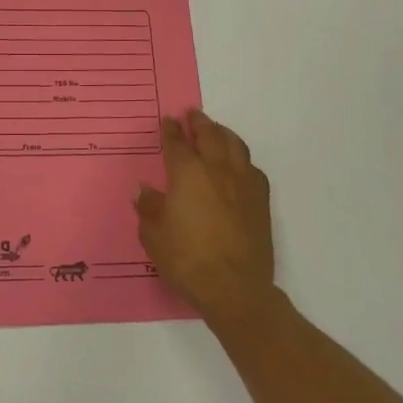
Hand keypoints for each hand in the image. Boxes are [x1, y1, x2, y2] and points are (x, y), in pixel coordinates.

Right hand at [136, 110, 275, 328]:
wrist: (234, 288)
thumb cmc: (187, 260)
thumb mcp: (154, 236)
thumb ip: (148, 208)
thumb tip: (142, 190)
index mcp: (187, 174)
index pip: (177, 144)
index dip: (171, 130)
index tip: (168, 121)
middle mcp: (217, 170)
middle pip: (209, 135)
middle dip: (199, 122)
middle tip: (192, 114)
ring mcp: (243, 183)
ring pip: (235, 146)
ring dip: (223, 133)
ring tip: (216, 130)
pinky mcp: (261, 200)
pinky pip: (252, 168)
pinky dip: (242, 159)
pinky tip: (239, 164)